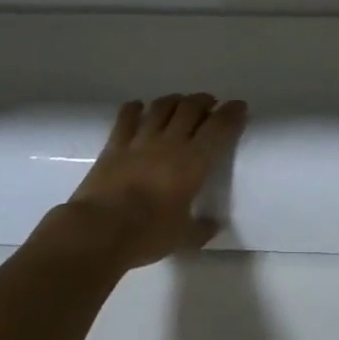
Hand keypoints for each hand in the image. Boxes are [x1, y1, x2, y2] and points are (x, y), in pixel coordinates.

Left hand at [37, 94, 246, 273]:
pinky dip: (135, 108)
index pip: (219, 128)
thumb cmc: (147, 235)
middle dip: (204, 101)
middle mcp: (170, 142)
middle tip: (210, 104)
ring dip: (174, 100)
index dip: (232, 114)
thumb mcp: (183, 239)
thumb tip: (214, 225)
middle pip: (191, 108)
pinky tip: (138, 108)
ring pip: (162, 107)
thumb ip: (201, 229)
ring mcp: (140, 140)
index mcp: (193, 162)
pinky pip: (126, 117)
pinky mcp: (114, 144)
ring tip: (180, 103)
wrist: (99, 231)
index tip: (239, 107)